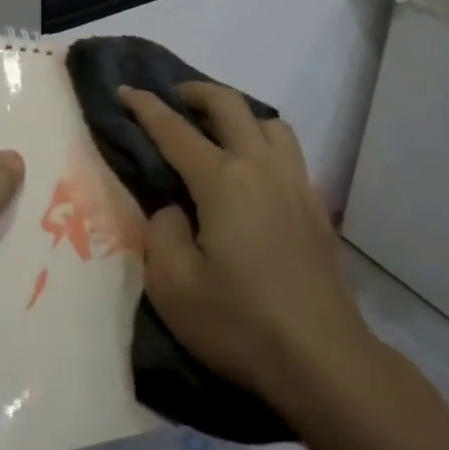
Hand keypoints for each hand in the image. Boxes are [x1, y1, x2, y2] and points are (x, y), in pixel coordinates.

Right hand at [119, 83, 367, 406]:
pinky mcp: (316, 207)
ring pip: (269, 123)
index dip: (146, 107)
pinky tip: (253, 175)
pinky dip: (264, 143)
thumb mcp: (173, 285)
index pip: (175, 131)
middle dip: (196, 92)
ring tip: (218, 134)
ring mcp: (295, 184)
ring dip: (239, 115)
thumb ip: (162, 232)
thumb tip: (175, 209)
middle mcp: (261, 168)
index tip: (126, 90)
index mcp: (223, 181)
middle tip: (174, 98)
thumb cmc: (239, 323)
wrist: (322, 359)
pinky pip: (288, 152)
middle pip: (230, 106)